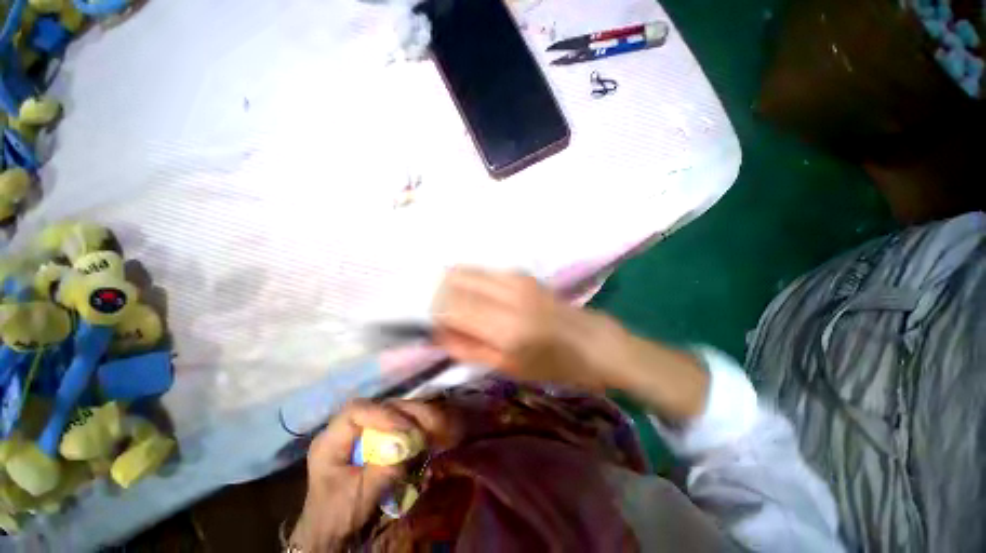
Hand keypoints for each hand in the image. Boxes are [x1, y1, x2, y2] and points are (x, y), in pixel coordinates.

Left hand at [291, 400, 452, 551]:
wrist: (332, 534)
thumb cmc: (337, 516)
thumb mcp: (358, 498)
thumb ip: (381, 472)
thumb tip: (405, 445)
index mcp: (331, 440)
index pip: (357, 411)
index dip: (383, 415)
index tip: (406, 429)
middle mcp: (348, 430)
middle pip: (380, 408)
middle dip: (407, 414)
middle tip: (431, 424)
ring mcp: (363, 433)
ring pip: (393, 413)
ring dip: (415, 419)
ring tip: (435, 428)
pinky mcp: (376, 440)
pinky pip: (398, 426)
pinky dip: (415, 429)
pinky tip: (429, 436)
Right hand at [432, 267, 628, 390]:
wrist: (592, 342)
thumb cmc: (553, 365)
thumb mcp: (508, 367)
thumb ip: (468, 348)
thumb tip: (436, 332)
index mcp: (504, 327)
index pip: (449, 306)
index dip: (432, 312)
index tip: (428, 323)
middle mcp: (506, 295)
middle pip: (453, 281)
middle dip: (437, 295)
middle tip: (439, 314)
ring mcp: (515, 279)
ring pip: (465, 271)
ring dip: (451, 286)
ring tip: (455, 305)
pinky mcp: (521, 274)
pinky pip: (482, 271)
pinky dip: (469, 281)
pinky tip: (474, 296)